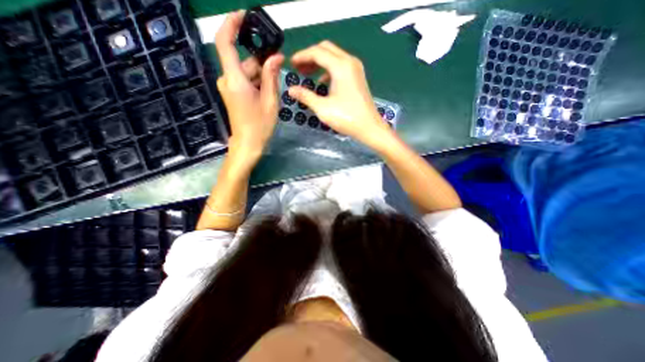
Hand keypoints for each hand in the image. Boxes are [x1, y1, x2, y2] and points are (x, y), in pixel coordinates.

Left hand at [215, 10, 282, 161]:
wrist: (248, 144)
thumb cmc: (260, 125)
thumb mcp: (270, 101)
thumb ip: (271, 77)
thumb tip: (276, 57)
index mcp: (235, 79)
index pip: (225, 42)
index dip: (231, 24)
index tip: (244, 16)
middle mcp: (227, 79)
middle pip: (244, 61)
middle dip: (261, 63)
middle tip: (278, 69)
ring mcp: (229, 87)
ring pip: (246, 72)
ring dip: (261, 76)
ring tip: (274, 89)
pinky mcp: (232, 93)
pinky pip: (244, 81)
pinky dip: (256, 82)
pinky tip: (267, 93)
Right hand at [289, 41, 393, 148]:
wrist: (369, 127)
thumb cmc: (346, 118)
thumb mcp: (322, 108)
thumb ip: (305, 96)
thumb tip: (290, 90)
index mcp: (341, 66)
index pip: (317, 52)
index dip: (302, 56)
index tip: (291, 64)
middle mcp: (349, 62)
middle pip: (326, 49)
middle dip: (310, 57)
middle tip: (299, 69)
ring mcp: (356, 69)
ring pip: (334, 57)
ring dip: (319, 63)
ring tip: (308, 74)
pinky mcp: (358, 77)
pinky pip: (341, 66)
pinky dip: (329, 71)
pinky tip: (322, 83)